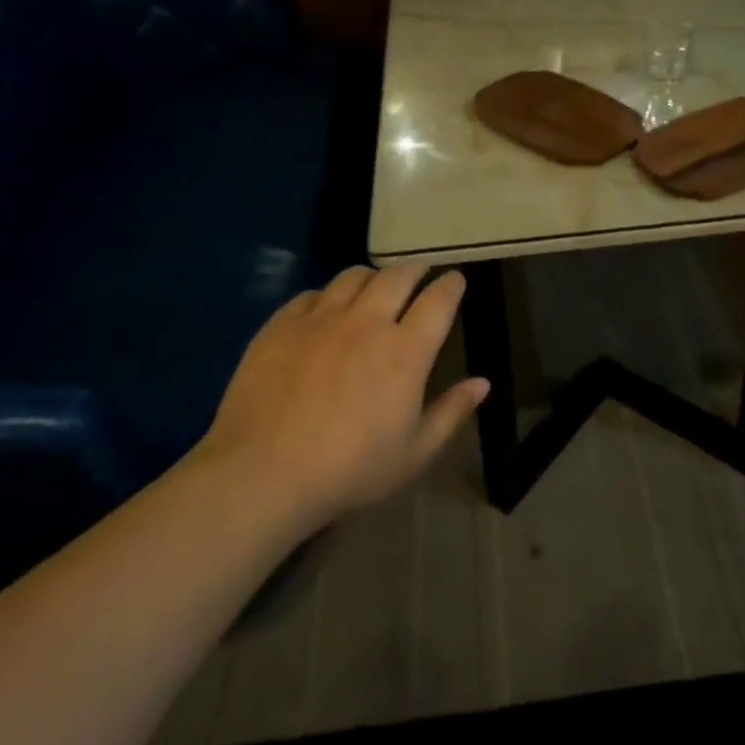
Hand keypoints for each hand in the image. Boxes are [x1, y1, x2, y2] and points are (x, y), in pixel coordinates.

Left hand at [193, 265, 488, 525]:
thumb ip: (451, 413)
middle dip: (415, 269)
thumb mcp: (413, 454)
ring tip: (374, 287)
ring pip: (354, 276)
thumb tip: (482, 382)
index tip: (455, 280)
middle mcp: (367, 322)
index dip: (451, 285)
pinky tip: (326, 311)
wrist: (262, 474)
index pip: (438, 301)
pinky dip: (329, 296)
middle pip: (398, 276)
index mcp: (405, 352)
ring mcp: (320, 319)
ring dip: (373, 277)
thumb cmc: (348, 471)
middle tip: (420, 273)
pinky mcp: (281, 324)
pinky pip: (312, 294)